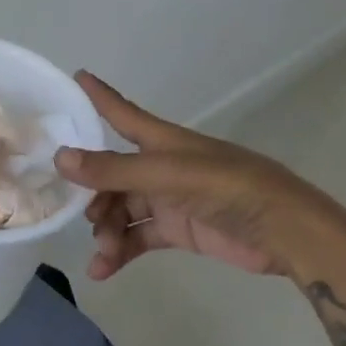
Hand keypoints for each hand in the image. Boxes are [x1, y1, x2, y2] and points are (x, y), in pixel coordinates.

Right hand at [54, 72, 345, 283]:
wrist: (285, 231)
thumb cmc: (228, 187)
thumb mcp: (167, 175)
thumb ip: (114, 171)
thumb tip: (60, 157)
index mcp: (161, 141)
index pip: (121, 112)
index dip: (98, 95)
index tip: (75, 75)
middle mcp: (160, 166)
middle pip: (112, 174)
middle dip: (93, 194)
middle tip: (86, 218)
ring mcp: (168, 199)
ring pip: (122, 209)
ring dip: (107, 230)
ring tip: (104, 251)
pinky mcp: (178, 229)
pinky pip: (138, 237)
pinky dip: (120, 251)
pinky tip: (102, 269)